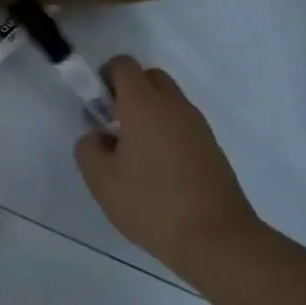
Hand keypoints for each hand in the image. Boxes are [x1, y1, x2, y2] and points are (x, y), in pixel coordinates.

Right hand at [75, 57, 267, 282]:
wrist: (217, 239)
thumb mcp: (101, 180)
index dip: (105, 77)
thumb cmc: (152, 204)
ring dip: (149, 113)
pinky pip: (182, 124)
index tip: (96, 106)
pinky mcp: (212, 147)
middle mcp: (173, 106)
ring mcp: (198, 126)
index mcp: (144, 104)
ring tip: (135, 154)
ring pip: (168, 101)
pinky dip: (167, 133)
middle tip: (114, 125)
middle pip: (149, 77)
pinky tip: (158, 170)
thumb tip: (99, 137)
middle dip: (128, 92)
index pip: (123, 65)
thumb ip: (88, 148)